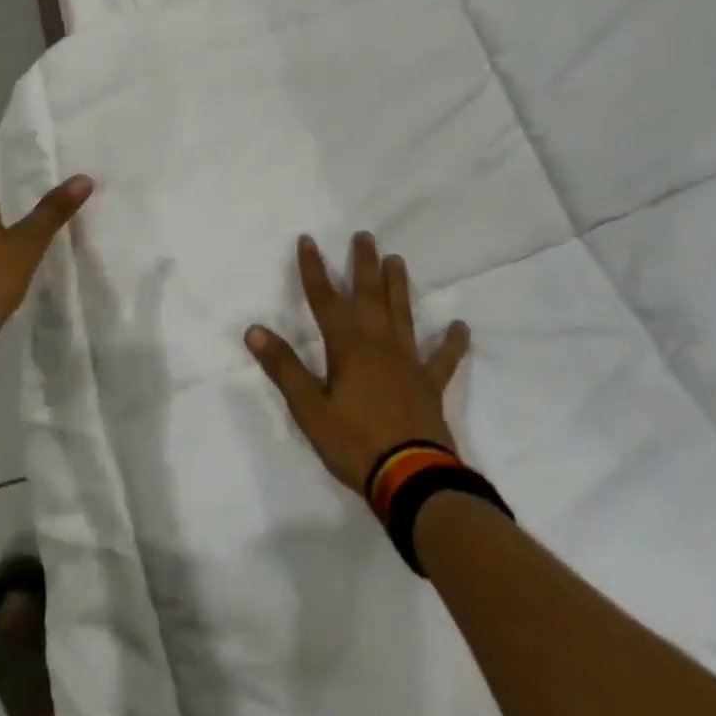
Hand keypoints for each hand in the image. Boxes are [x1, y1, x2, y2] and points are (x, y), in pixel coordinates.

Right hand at [246, 233, 470, 495]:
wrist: (413, 479)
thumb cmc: (355, 443)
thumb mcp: (309, 409)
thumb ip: (284, 367)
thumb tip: (254, 330)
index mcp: (348, 346)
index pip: (325, 298)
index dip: (313, 269)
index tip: (308, 240)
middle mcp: (379, 344)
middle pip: (369, 295)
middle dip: (363, 264)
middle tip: (365, 235)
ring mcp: (409, 362)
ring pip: (402, 314)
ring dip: (398, 286)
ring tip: (397, 259)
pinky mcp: (430, 385)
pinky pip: (444, 358)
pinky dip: (452, 342)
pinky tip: (460, 326)